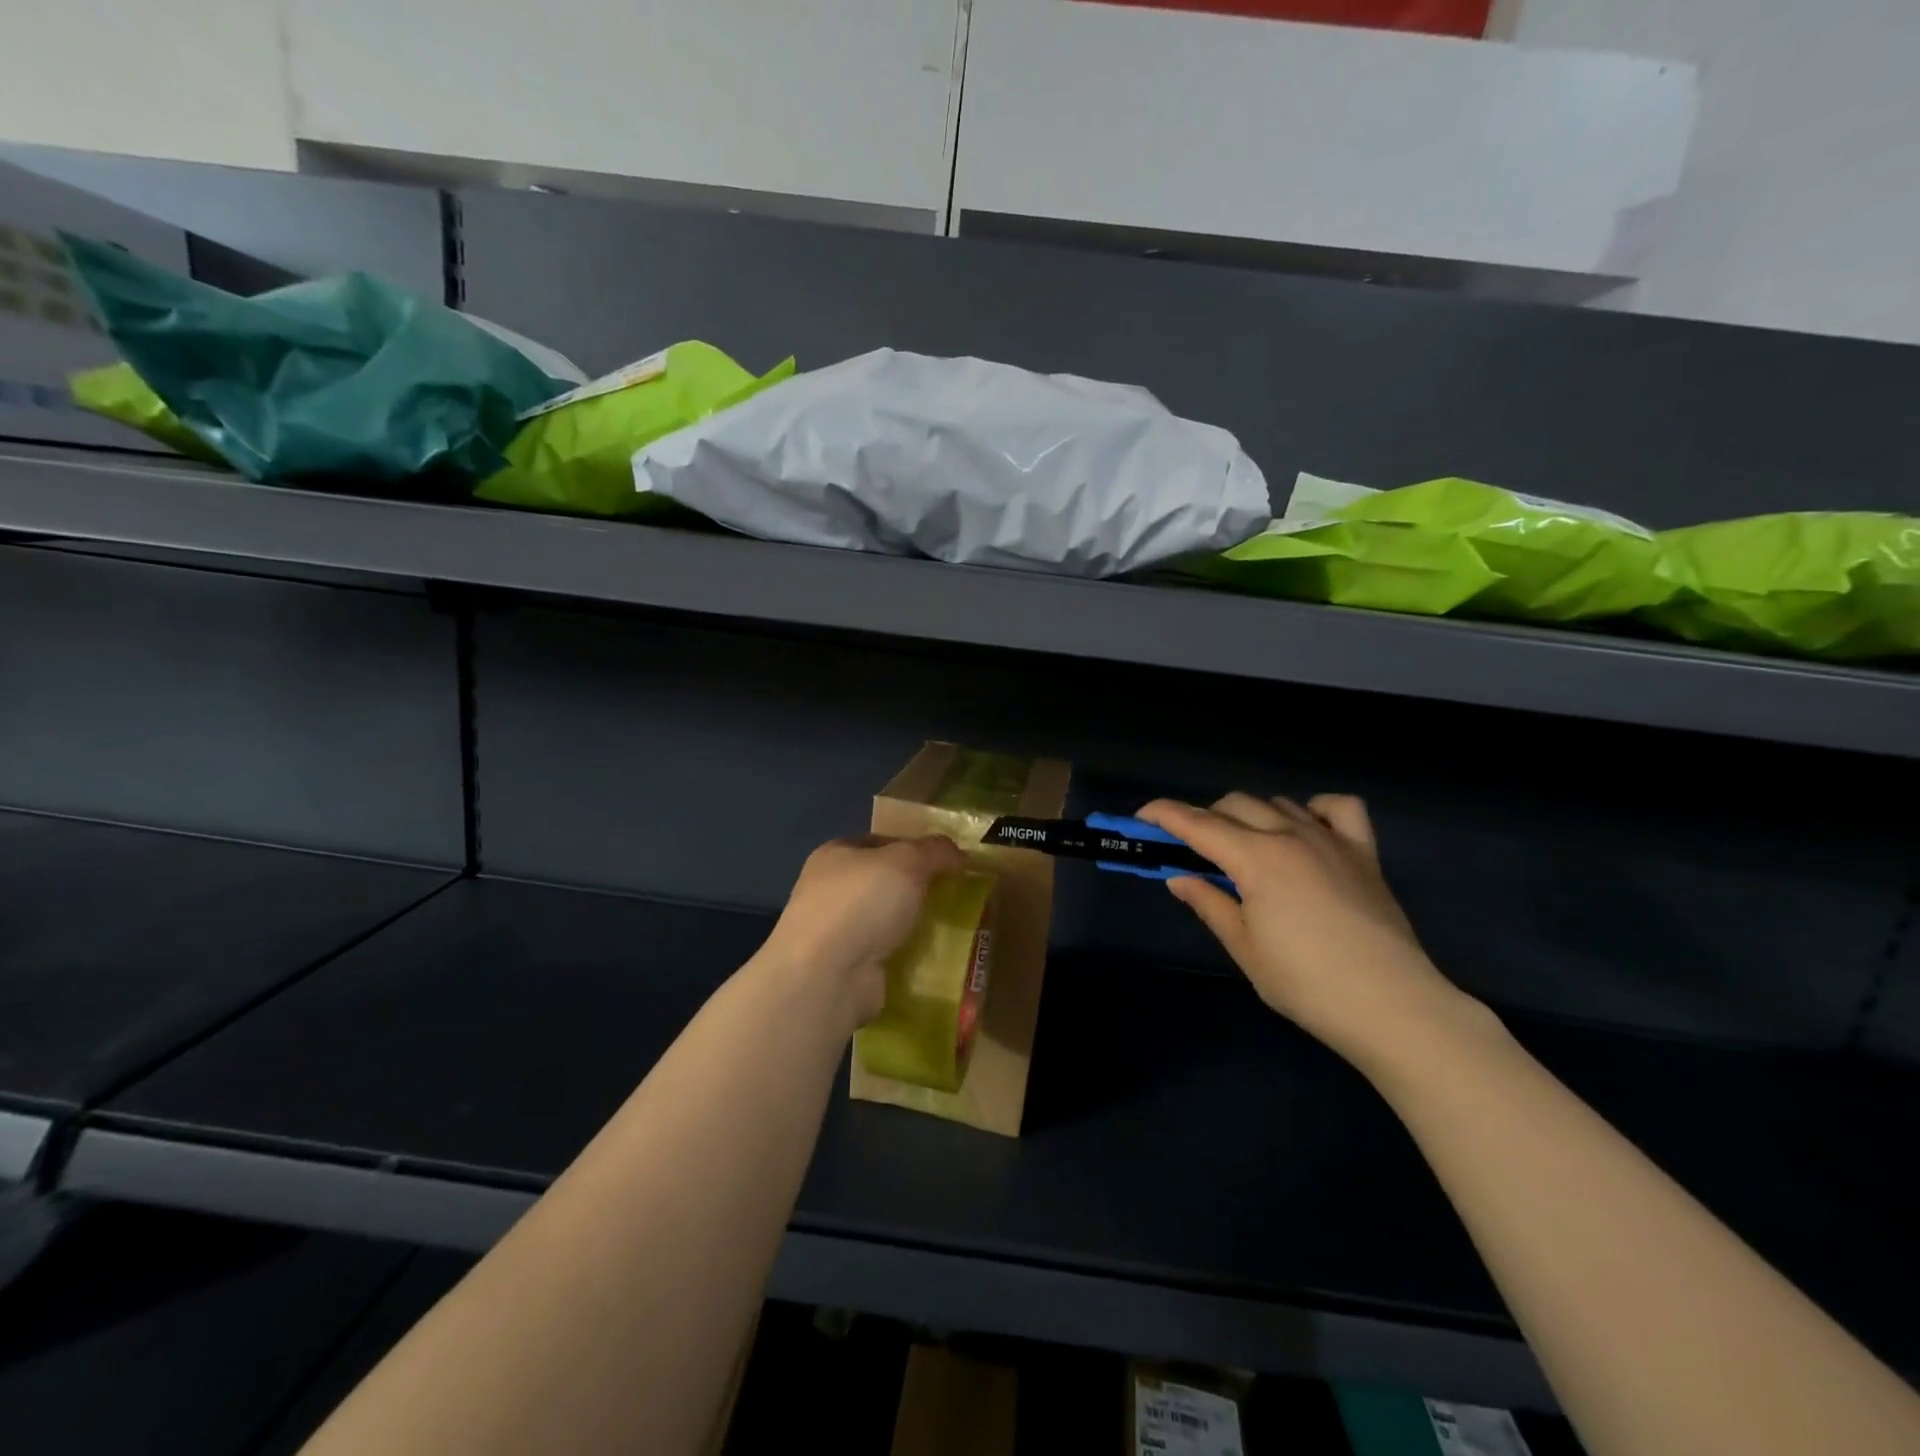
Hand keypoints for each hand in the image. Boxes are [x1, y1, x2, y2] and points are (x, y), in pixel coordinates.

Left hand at [758, 834, 966, 1027]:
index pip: (880, 842)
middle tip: (956, 895)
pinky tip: (935, 959)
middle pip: (885, 883)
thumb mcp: (907, 861)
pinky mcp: (847, 969)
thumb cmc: (862, 902)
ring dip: (914, 925)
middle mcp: (830, 891)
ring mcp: (837, 934)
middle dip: (918, 889)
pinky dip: (907, 958)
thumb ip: (935, 851)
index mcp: (835, 855)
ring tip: (953, 929)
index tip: (947, 860)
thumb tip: (960, 854)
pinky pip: (887, 956)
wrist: (828, 976)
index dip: (914, 847)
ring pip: (887, 921)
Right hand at [1139, 794, 1482, 1071]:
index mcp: (1256, 859)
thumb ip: (1209, 904)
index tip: (1142, 817)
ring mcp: (1331, 840)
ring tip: (1245, 849)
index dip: (1165, 815)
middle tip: (1194, 851)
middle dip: (1205, 818)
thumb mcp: (1245, 948)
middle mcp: (1290, 836)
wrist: (1392, 1006)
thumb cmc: (1306, 983)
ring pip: (1278, 804)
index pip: (1198, 824)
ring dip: (1252, 817)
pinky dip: (1315, 809)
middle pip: (1235, 805)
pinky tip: (1306, 830)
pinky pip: (1338, 809)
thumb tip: (1180, 878)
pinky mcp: (1364, 853)